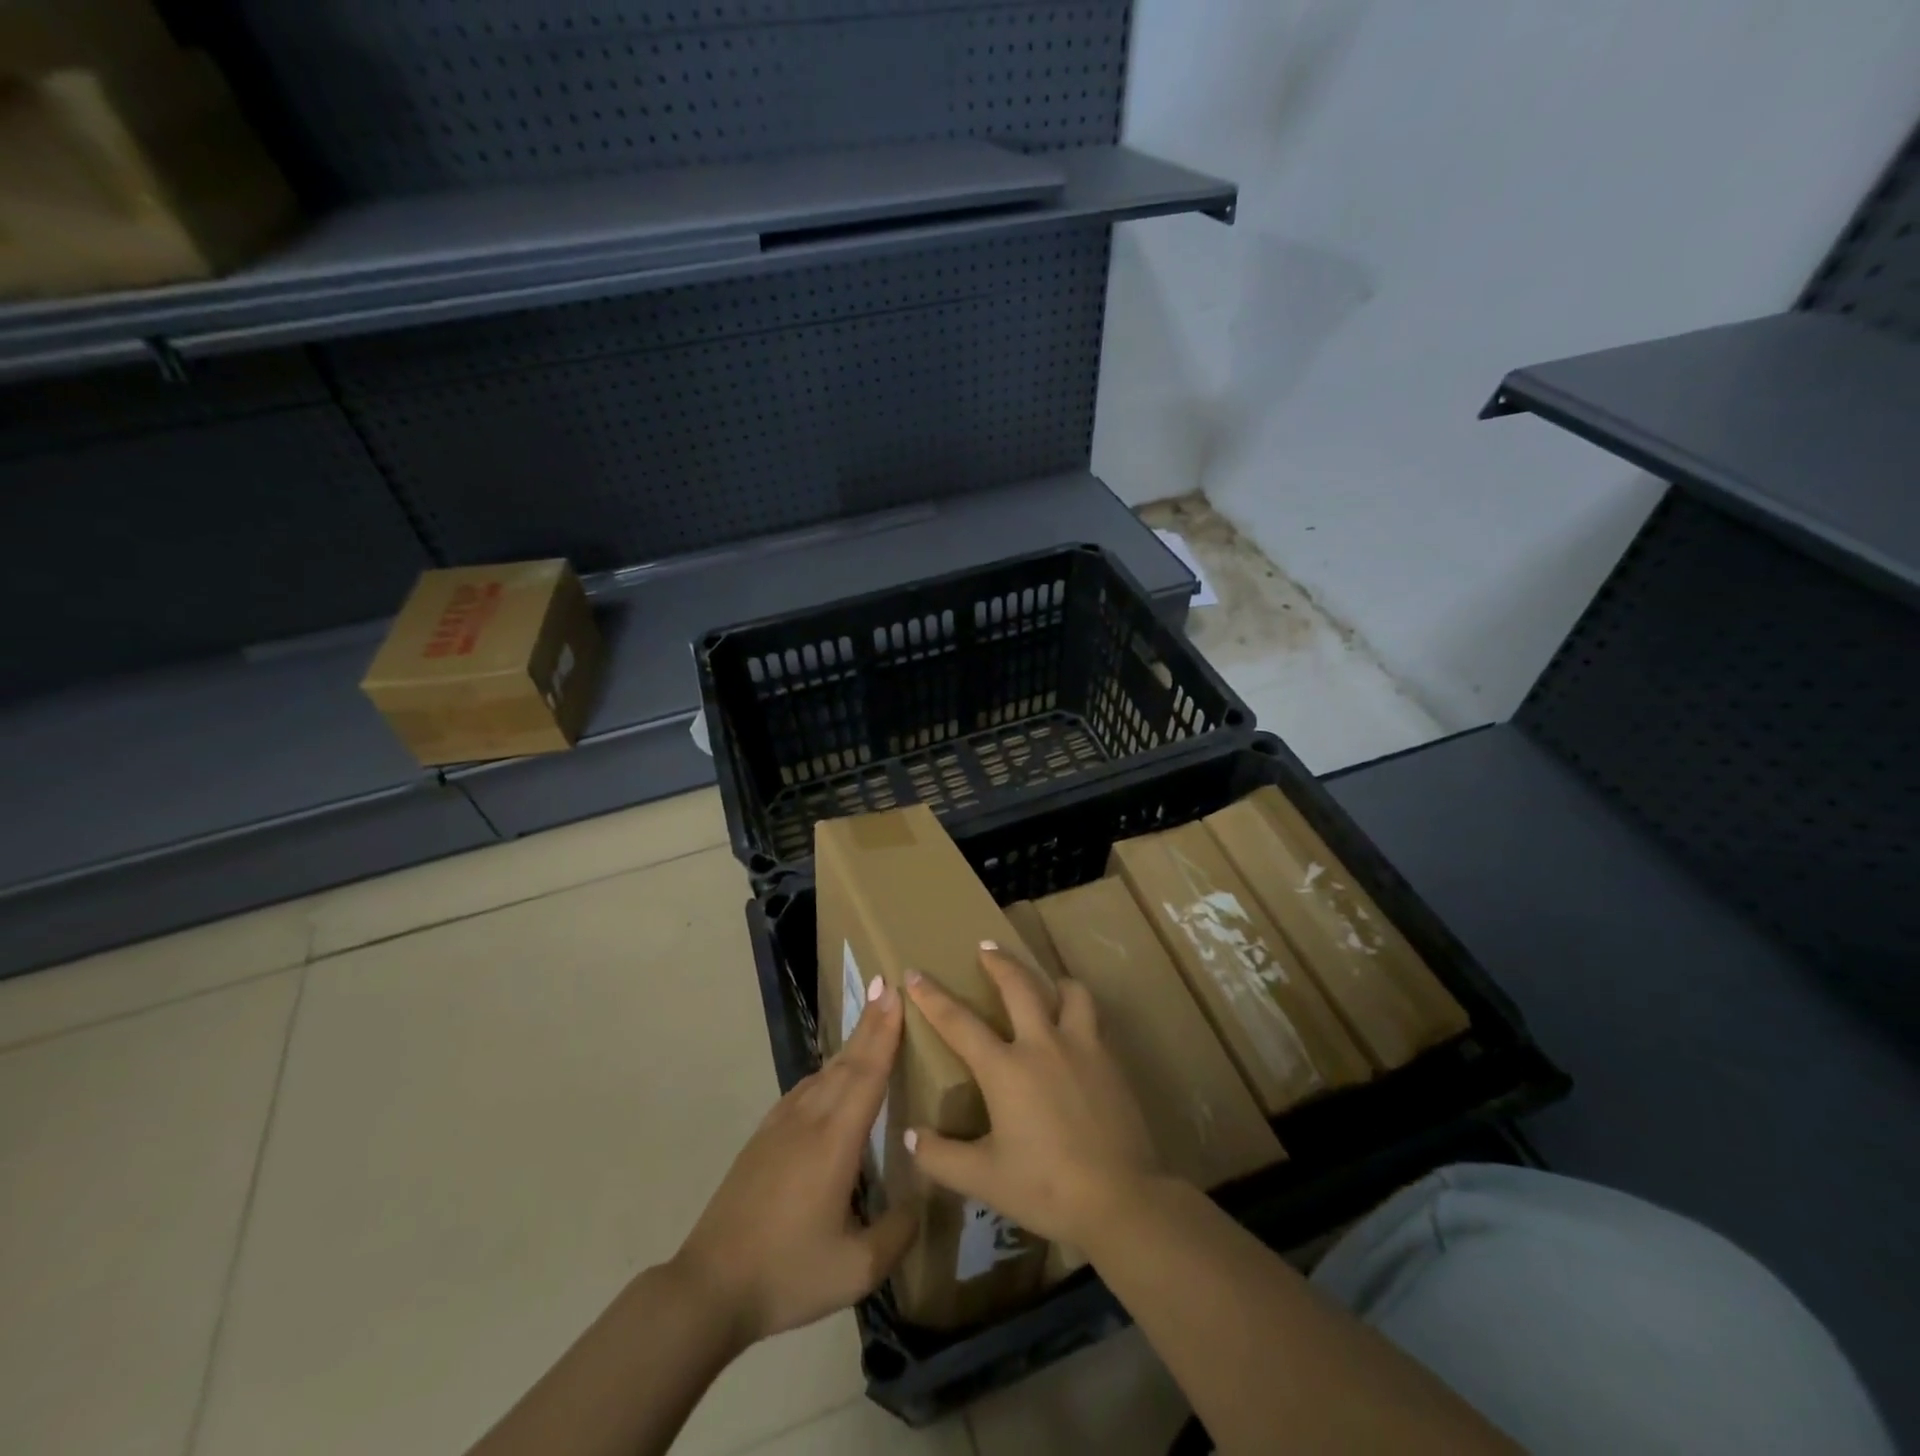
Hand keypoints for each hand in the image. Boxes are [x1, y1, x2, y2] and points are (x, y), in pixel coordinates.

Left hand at [674, 976, 916, 1347]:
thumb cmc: (787, 1274)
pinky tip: (831, 1076)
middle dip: (870, 1023)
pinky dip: (827, 1071)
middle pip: (847, 1061)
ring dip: (850, 1045)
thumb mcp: (856, 1269)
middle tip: (886, 986)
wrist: (710, 1286)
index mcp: (835, 1141)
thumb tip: (923, 1199)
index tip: (893, 992)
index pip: (867, 1073)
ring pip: (824, 1073)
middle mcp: (809, 1120)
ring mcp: (781, 1125)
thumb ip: (898, 1233)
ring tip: (870, 1023)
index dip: (884, 1032)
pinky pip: (804, 1089)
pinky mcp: (764, 1137)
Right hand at [905, 943, 1160, 1247]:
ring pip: (1070, 992)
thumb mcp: (984, 1180)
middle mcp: (1043, 1045)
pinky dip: (1079, 1013)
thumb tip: (910, 1137)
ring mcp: (1082, 1048)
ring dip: (1053, 981)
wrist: (1122, 1199)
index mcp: (1006, 1069)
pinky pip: (1093, 1021)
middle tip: (986, 946)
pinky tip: (1076, 1031)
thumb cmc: (1047, 1188)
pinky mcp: (1111, 1061)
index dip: (933, 997)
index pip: (959, 1022)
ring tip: (1047, 983)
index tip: (914, 973)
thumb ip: (941, 1157)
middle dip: (999, 961)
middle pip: (1019, 986)